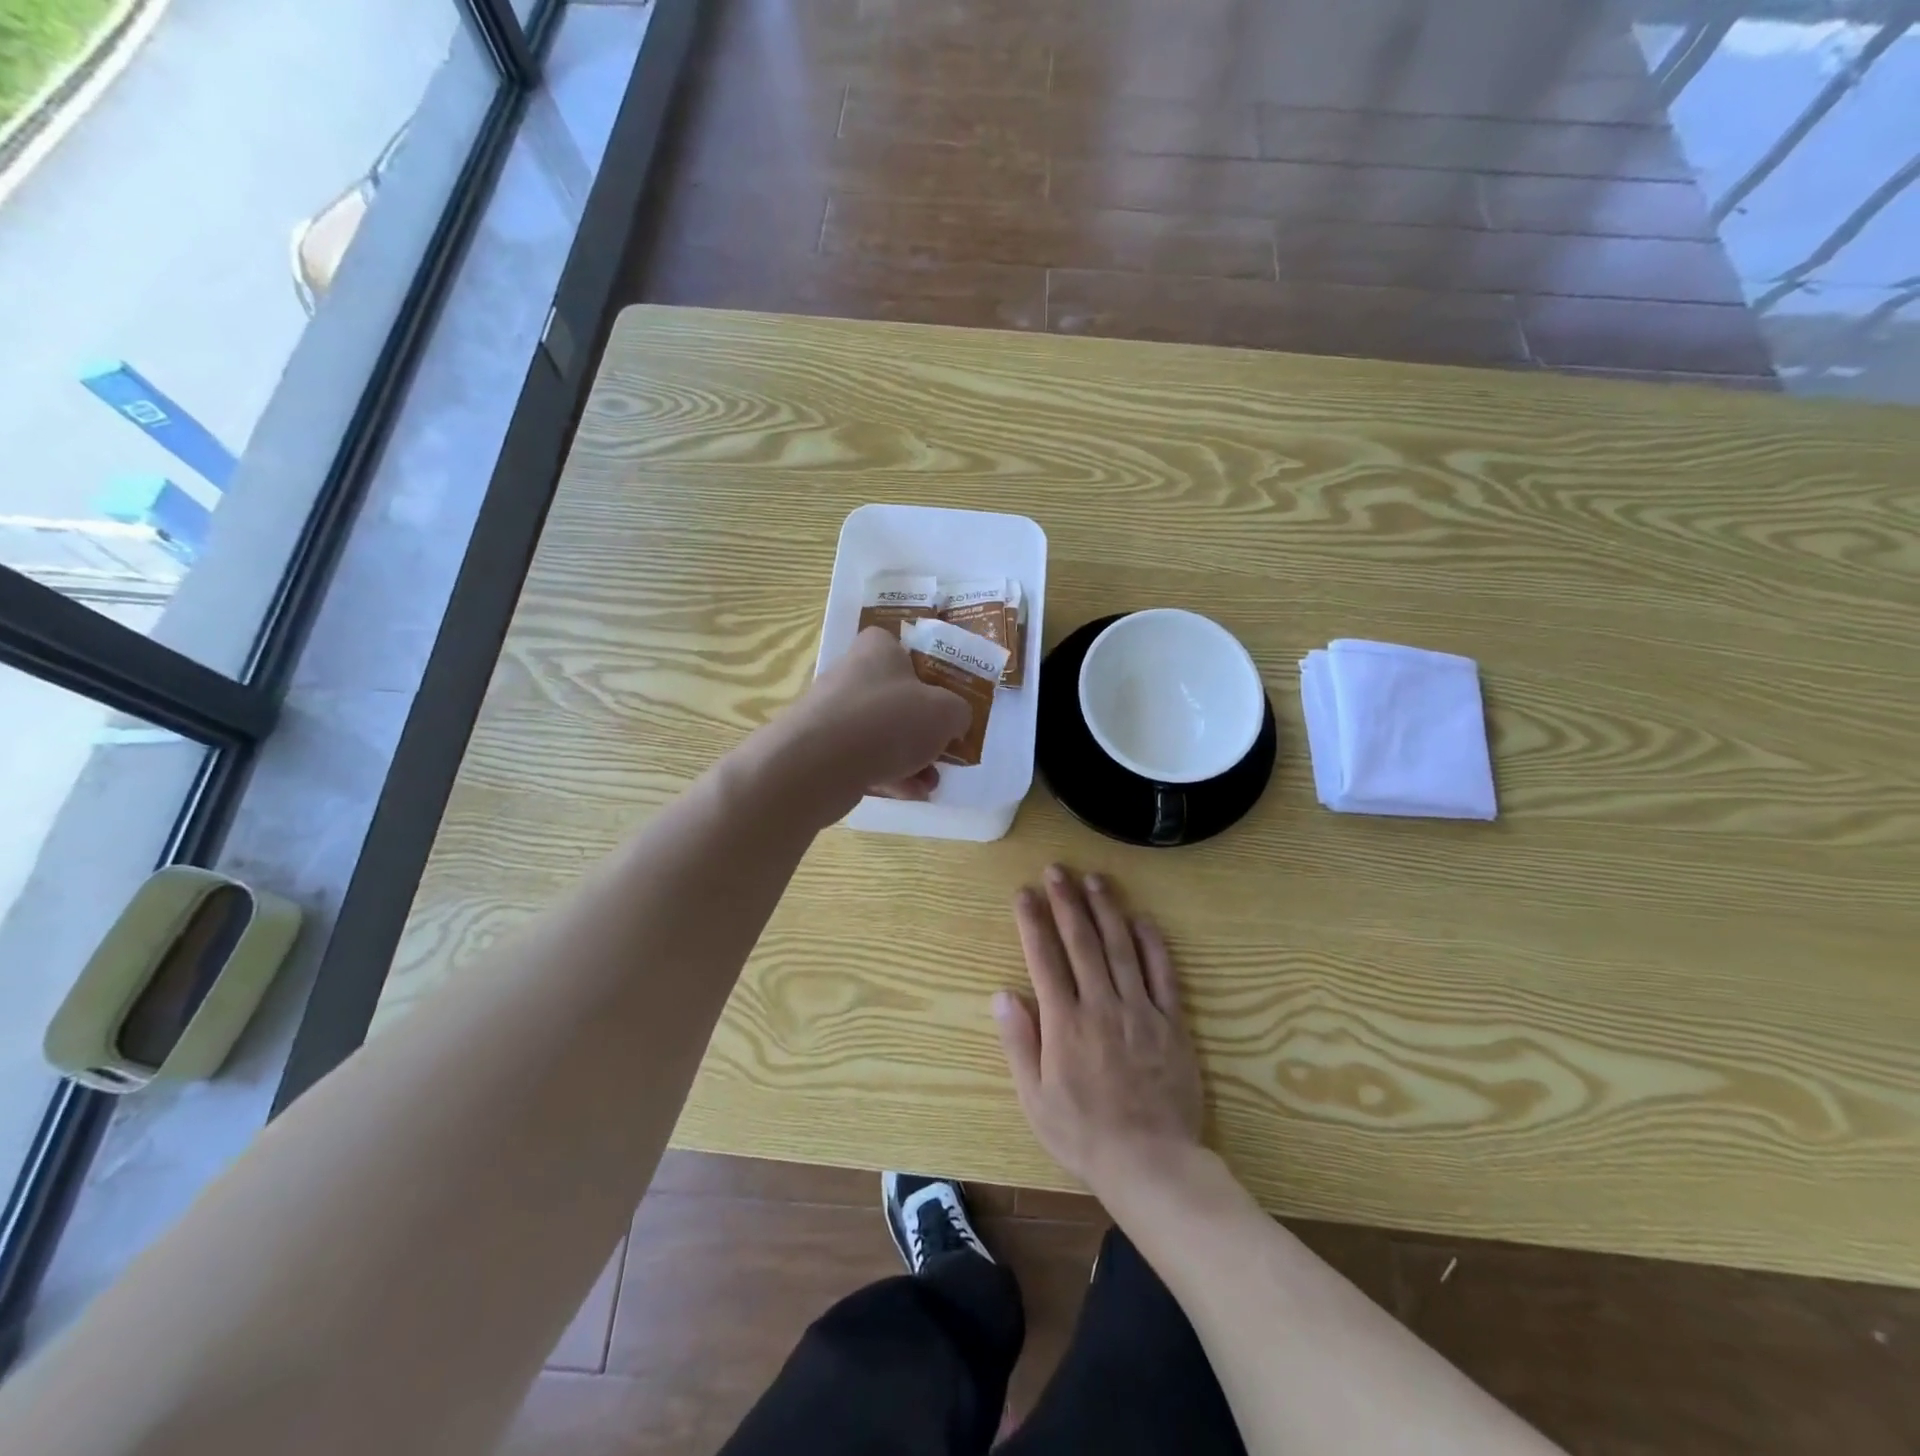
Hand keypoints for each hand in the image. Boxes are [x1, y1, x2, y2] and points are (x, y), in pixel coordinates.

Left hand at [776, 627, 970, 816]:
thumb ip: (958, 712)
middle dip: (924, 730)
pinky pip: (862, 759)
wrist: (818, 764)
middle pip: (897, 699)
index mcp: (877, 649)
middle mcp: (851, 674)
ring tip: (930, 783)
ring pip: (881, 734)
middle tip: (944, 750)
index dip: (930, 676)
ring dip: (910, 759)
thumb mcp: (946, 711)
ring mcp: (832, 713)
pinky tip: (909, 794)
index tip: (947, 703)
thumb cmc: (889, 721)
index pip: (905, 650)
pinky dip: (886, 774)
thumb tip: (953, 720)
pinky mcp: (820, 749)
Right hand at [993, 866, 1204, 1202]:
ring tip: (1093, 879)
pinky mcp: (1171, 1021)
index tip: (1024, 893)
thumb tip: (1002, 994)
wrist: (1151, 1163)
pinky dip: (1152, 943)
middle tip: (1057, 870)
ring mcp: (1139, 1010)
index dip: (1033, 921)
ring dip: (1106, 910)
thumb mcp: (1035, 1099)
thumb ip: (1019, 1043)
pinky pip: (1162, 973)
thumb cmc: (1084, 1134)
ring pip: (1120, 947)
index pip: (1044, 958)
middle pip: (1081, 942)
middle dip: (1066, 901)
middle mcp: (1101, 1005)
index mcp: (1064, 1023)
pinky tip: (1141, 919)